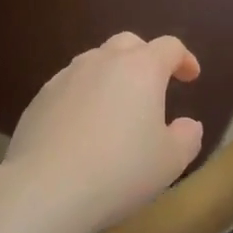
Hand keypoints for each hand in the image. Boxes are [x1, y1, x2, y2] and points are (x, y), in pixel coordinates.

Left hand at [3, 32, 205, 231]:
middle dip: (145, 58)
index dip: (184, 59)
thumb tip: (188, 124)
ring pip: (95, 62)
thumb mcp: (170, 161)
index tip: (191, 77)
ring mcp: (67, 76)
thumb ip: (186, 137)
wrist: (46, 188)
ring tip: (116, 108)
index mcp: (141, 69)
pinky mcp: (40, 97)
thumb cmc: (119, 171)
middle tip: (153, 87)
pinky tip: (83, 127)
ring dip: (111, 76)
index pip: (169, 47)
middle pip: (129, 44)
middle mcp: (103, 61)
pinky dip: (84, 96)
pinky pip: (69, 86)